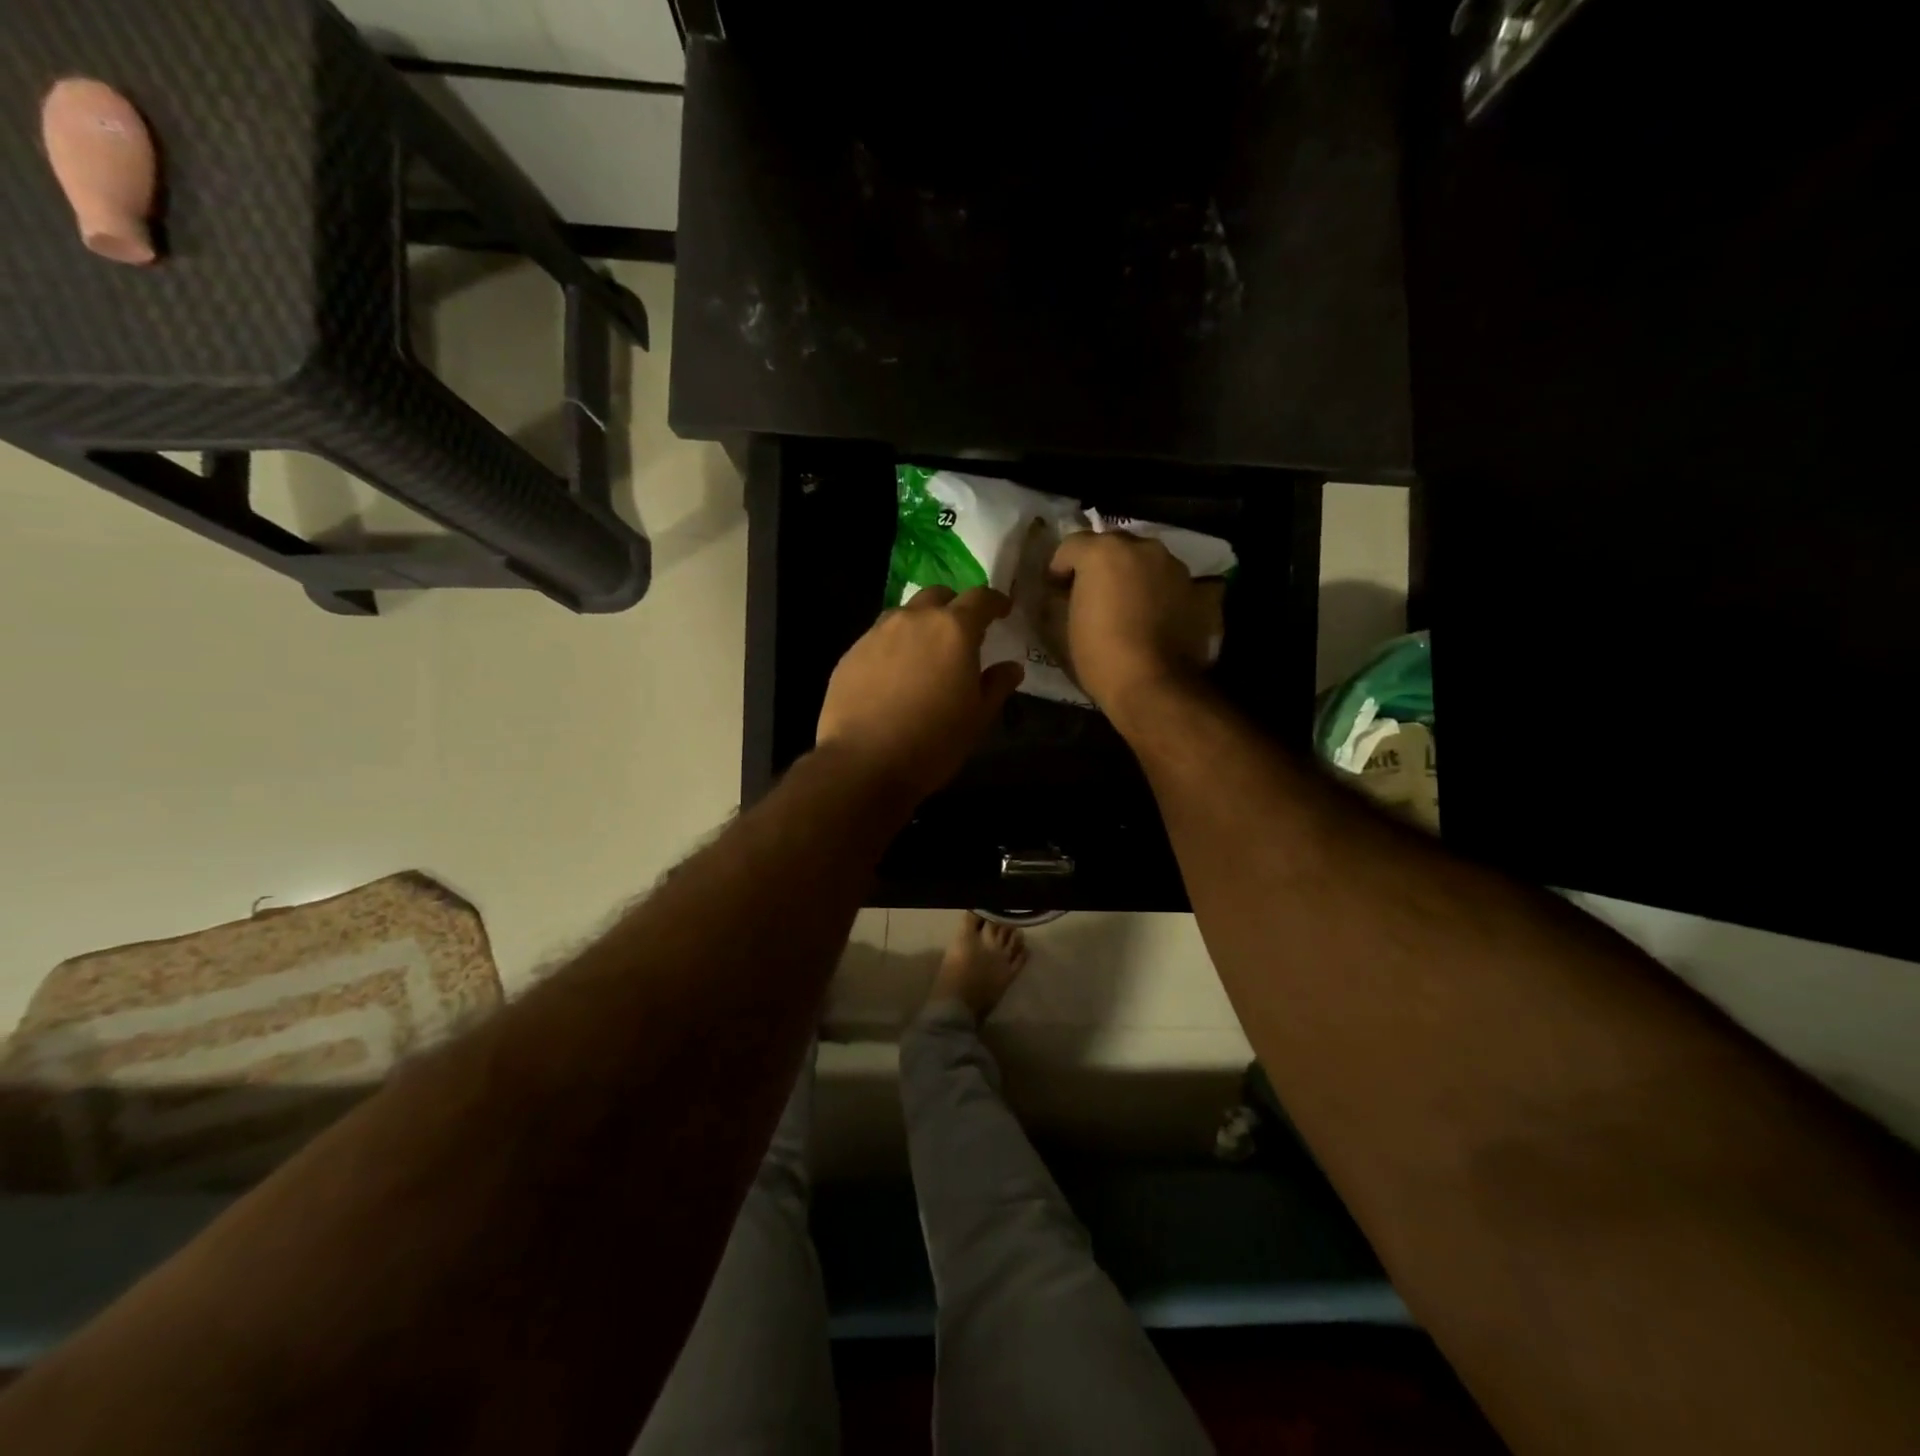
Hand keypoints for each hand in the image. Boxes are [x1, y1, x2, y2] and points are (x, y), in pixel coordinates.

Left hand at [817, 587, 1024, 801]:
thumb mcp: (978, 717)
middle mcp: (914, 620)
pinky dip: (893, 647)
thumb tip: (1011, 667)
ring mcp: (877, 633)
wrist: (864, 763)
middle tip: (962, 633)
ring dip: (920, 625)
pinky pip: (878, 638)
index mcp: (954, 630)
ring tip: (925, 653)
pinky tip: (893, 676)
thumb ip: (997, 685)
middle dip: (954, 607)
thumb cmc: (933, 741)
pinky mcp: (851, 653)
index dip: (995, 601)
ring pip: (904, 614)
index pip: (980, 598)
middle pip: (938, 596)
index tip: (1002, 610)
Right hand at [1049, 531, 1213, 713]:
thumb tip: (1061, 594)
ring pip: (1148, 563)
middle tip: (1094, 598)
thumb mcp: (1061, 627)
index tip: (1056, 593)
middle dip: (1101, 567)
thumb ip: (1058, 599)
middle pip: (1114, 547)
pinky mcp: (1201, 592)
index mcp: (1103, 552)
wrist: (1153, 687)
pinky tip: (1162, 617)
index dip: (1059, 568)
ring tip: (1130, 610)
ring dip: (1135, 578)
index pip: (1071, 546)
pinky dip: (1168, 595)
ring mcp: (1177, 568)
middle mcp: (1144, 548)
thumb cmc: (1099, 656)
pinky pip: (1178, 585)